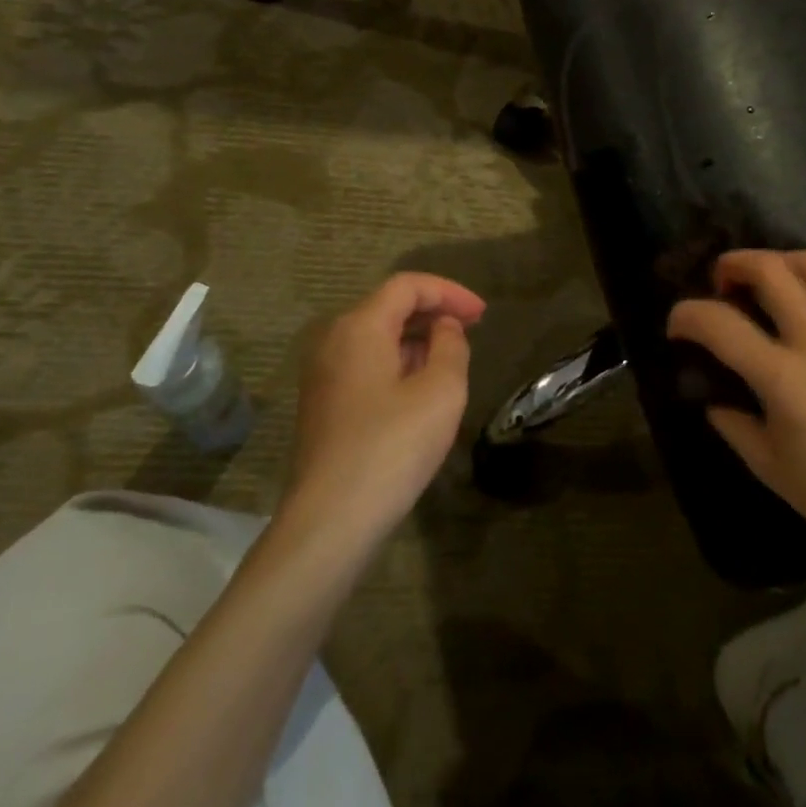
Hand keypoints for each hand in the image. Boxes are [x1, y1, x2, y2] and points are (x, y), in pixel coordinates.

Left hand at [287, 272, 486, 540]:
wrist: (330, 520)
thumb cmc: (392, 447)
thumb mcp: (441, 391)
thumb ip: (451, 346)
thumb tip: (444, 329)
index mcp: (360, 327)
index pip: (407, 286)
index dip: (449, 292)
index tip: (483, 314)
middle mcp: (333, 340)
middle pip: (389, 307)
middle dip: (434, 312)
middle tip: (472, 330)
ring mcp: (322, 373)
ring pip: (376, 337)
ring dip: (417, 339)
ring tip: (452, 360)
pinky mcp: (323, 403)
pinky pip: (365, 363)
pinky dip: (397, 362)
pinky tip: (420, 389)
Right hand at [667, 249, 805, 562]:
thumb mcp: (769, 467)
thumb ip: (734, 425)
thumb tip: (715, 400)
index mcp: (783, 377)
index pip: (720, 324)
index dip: (687, 315)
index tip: (677, 325)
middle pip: (770, 269)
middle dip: (733, 264)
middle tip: (722, 282)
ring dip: (782, 262)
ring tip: (771, 281)